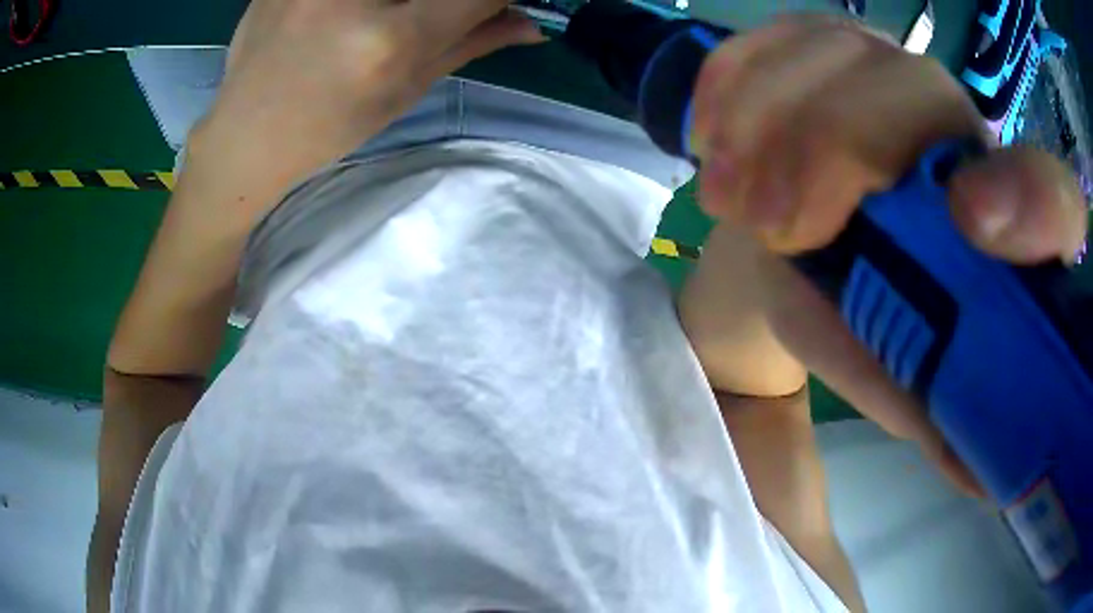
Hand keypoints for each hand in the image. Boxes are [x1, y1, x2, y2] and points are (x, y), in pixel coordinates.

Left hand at [186, 0, 543, 229]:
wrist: (246, 134)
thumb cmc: (328, 125)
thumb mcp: (405, 91)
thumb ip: (470, 42)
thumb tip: (531, 22)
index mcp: (391, 40)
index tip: (499, 5)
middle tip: (426, 18)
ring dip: (403, 2)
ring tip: (380, 23)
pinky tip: (350, 15)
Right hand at [692, 16, 1087, 494]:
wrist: (786, 246)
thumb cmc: (850, 315)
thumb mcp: (895, 374)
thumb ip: (937, 409)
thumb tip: (981, 472)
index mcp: (998, 216)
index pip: (1050, 194)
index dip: (1030, 200)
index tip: (970, 226)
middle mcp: (953, 123)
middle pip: (918, 90)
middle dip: (839, 149)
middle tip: (771, 225)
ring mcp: (880, 67)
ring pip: (836, 50)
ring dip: (768, 118)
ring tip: (725, 195)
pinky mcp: (818, 45)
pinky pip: (772, 36)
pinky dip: (732, 80)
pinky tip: (711, 132)